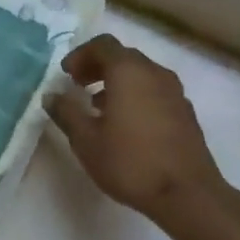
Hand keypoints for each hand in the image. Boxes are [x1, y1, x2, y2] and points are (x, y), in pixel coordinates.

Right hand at [45, 34, 237, 222]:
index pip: (102, 45)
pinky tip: (125, 125)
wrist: (188, 195)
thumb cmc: (130, 162)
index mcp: (129, 72)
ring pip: (140, 74)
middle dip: (97, 67)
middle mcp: (154, 73)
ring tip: (98, 107)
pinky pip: (154, 91)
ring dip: (117, 82)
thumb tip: (51, 96)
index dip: (80, 55)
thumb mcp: (86, 140)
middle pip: (123, 56)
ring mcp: (175, 92)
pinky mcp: (185, 113)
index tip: (66, 76)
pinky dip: (135, 96)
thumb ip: (66, 112)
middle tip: (78, 87)